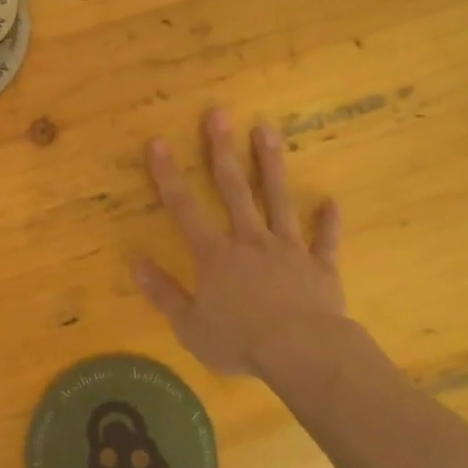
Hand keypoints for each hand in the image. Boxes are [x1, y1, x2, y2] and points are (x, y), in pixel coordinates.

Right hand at [132, 107, 344, 374]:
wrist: (303, 353)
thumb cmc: (241, 342)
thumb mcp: (189, 326)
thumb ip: (163, 293)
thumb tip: (135, 262)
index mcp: (215, 255)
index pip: (183, 208)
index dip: (167, 175)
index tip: (158, 142)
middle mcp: (250, 240)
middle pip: (233, 189)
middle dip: (222, 150)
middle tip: (218, 114)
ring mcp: (288, 249)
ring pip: (278, 199)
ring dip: (271, 165)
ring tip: (267, 130)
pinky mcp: (320, 266)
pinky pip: (325, 240)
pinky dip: (328, 222)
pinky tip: (331, 201)